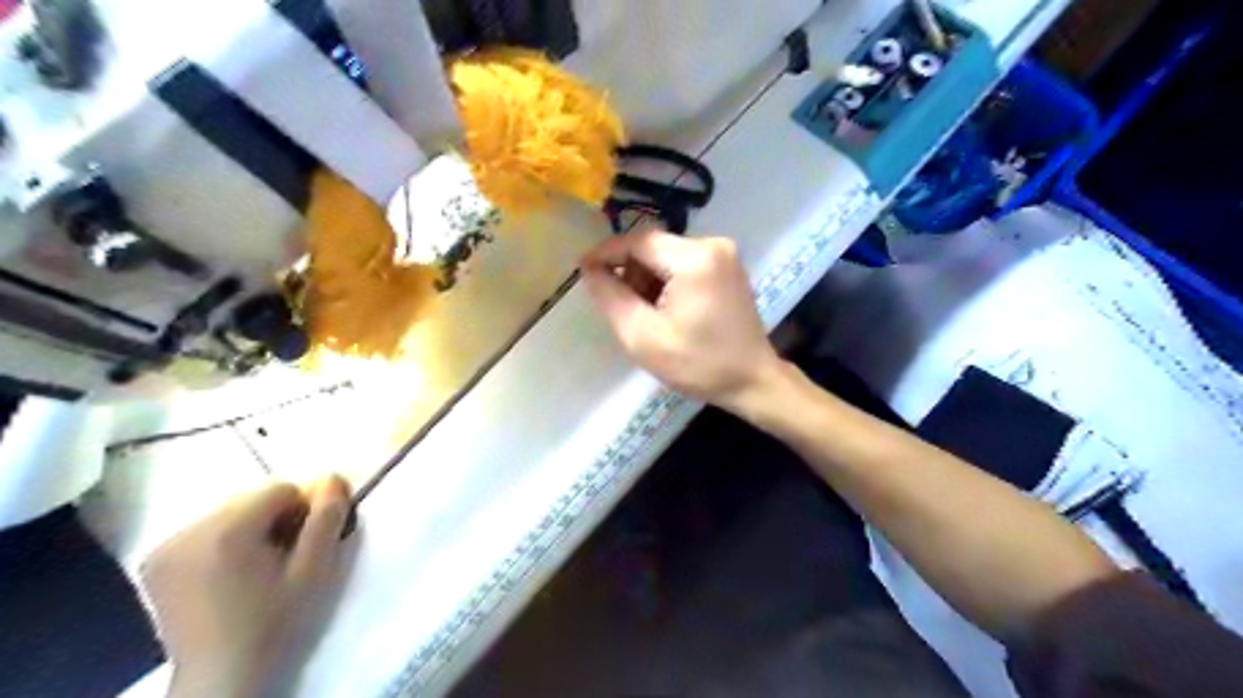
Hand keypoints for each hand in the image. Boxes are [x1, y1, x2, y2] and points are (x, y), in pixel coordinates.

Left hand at [142, 477, 352, 694]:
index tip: (302, 547)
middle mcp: (187, 532)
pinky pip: (205, 531)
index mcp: (226, 532)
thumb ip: (328, 519)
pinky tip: (229, 576)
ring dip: (252, 530)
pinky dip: (225, 542)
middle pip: (252, 500)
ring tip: (257, 570)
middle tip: (283, 560)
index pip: (280, 489)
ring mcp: (164, 548)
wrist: (222, 680)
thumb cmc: (275, 623)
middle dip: (275, 520)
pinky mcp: (154, 563)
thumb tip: (333, 477)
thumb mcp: (316, 570)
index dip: (302, 513)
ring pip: (230, 513)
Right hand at [585, 230, 784, 412]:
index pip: (638, 241)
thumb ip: (611, 297)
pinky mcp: (728, 267)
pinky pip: (684, 263)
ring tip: (644, 314)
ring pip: (667, 255)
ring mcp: (724, 254)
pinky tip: (665, 310)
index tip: (582, 270)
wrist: (753, 381)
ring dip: (647, 278)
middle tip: (619, 305)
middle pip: (653, 247)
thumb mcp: (643, 336)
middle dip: (629, 272)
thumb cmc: (698, 364)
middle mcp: (712, 245)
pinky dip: (667, 281)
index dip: (605, 253)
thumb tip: (589, 269)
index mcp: (695, 258)